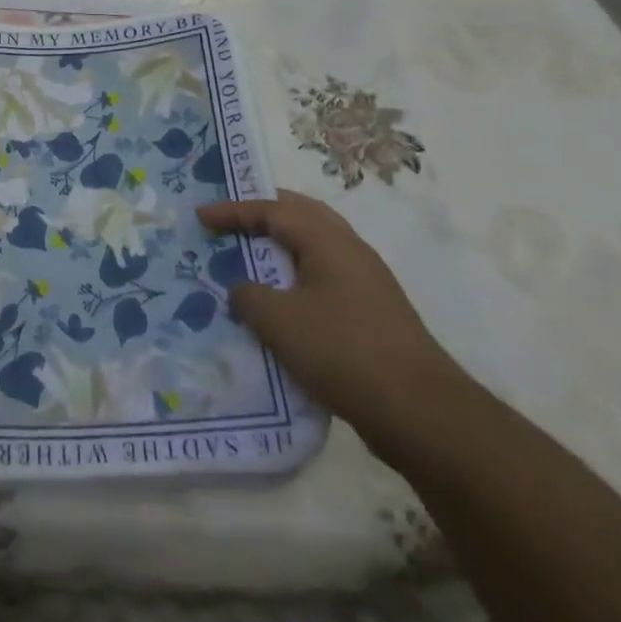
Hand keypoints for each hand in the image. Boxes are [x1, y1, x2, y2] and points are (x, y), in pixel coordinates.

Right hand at [198, 189, 462, 447]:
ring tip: (252, 254)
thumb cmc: (342, 351)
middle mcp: (350, 250)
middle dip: (264, 212)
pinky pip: (324, 276)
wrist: (420, 411)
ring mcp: (367, 282)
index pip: (272, 210)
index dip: (233, 211)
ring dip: (282, 245)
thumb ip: (248, 296)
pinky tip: (282, 300)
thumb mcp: (278, 321)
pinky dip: (296, 274)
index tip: (201, 217)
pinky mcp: (372, 313)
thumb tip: (241, 289)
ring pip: (316, 246)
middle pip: (302, 215)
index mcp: (328, 241)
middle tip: (232, 219)